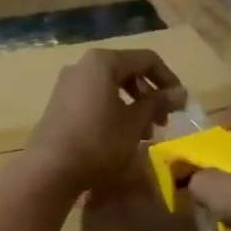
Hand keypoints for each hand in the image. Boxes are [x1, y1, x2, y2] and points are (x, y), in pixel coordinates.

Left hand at [22, 49, 186, 196]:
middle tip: (163, 120)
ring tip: (146, 133)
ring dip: (133, 106)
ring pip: (111, 87)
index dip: (169, 80)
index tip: (181, 104)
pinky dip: (114, 111)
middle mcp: (83, 66)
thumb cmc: (99, 142)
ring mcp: (68, 85)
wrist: (50, 170)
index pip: (147, 60)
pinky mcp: (60, 104)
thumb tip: (181, 92)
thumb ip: (158, 103)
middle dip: (150, 95)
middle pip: (127, 71)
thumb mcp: (134, 123)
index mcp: (103, 62)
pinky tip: (122, 136)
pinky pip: (95, 99)